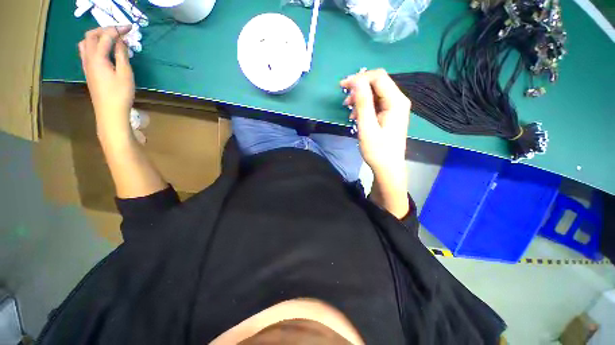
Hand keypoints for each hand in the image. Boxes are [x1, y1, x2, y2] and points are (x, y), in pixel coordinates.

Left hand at [78, 26, 134, 137]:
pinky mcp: (89, 71)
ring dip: (97, 36)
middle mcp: (88, 58)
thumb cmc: (120, 94)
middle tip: (120, 32)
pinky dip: (95, 45)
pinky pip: (87, 51)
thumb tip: (121, 41)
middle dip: (105, 29)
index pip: (106, 36)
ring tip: (111, 39)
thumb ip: (122, 55)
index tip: (130, 28)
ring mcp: (87, 65)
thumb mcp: (125, 74)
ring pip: (86, 42)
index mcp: (97, 57)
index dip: (117, 30)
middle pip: (91, 35)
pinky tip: (104, 50)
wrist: (110, 112)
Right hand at [340, 69, 410, 173]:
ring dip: (360, 98)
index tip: (342, 86)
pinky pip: (376, 103)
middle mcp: (398, 100)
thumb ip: (363, 103)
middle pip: (377, 83)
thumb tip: (356, 80)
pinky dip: (364, 106)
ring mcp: (395, 108)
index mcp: (396, 101)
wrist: (388, 167)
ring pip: (375, 93)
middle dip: (359, 88)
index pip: (378, 77)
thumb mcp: (367, 127)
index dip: (359, 78)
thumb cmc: (377, 150)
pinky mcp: (390, 114)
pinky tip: (356, 116)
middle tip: (344, 100)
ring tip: (349, 110)